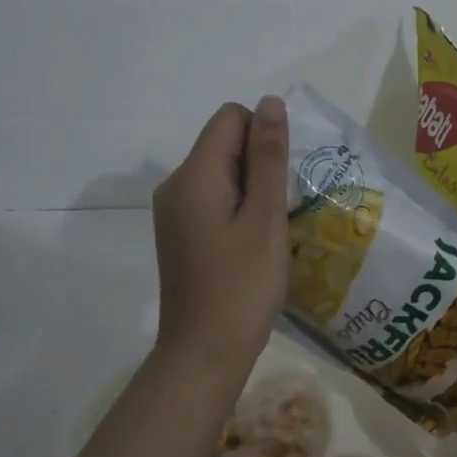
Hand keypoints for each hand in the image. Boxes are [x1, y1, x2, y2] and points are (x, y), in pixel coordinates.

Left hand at [151, 97, 288, 386]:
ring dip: (253, 189)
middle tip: (282, 211)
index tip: (284, 180)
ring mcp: (173, 212)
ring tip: (272, 230)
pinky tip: (254, 244)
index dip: (264, 137)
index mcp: (193, 175)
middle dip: (260, 164)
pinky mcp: (180, 234)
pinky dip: (238, 209)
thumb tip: (270, 102)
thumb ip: (269, 158)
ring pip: (221, 173)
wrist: (204, 353)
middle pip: (224, 143)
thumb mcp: (265, 218)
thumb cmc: (242, 286)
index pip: (231, 117)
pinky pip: (213, 199)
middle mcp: (175, 185)